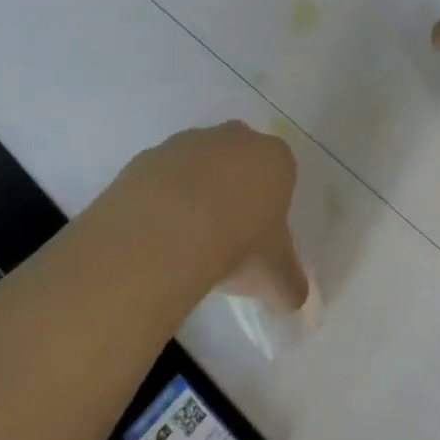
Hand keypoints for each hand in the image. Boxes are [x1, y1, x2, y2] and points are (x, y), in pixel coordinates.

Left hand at [110, 121, 308, 310]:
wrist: (166, 231)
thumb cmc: (239, 244)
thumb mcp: (274, 276)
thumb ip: (289, 287)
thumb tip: (293, 301)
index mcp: (274, 158)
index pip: (281, 174)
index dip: (271, 205)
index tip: (260, 237)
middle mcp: (233, 139)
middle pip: (238, 161)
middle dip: (233, 190)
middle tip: (225, 235)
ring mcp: (186, 142)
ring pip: (196, 166)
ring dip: (193, 193)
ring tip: (185, 242)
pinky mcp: (147, 156)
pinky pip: (159, 178)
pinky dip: (159, 200)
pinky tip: (156, 234)